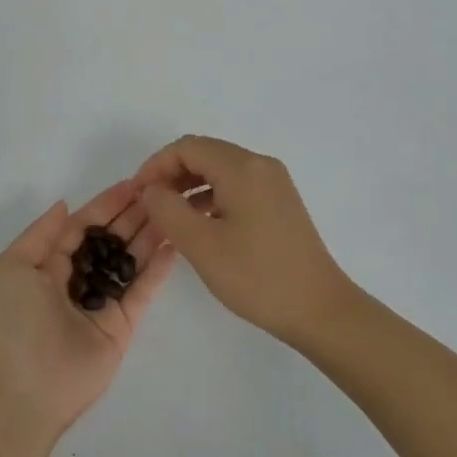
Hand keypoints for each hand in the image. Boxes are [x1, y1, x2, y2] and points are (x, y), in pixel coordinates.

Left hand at [0, 181, 177, 441]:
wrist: (23, 392)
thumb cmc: (13, 322)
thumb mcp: (12, 268)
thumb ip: (42, 233)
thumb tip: (65, 204)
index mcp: (48, 265)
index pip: (83, 226)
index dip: (106, 204)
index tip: (133, 183)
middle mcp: (76, 280)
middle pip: (110, 240)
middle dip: (132, 215)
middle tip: (162, 192)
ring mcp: (101, 303)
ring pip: (129, 261)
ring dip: (148, 235)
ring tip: (172, 210)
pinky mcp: (121, 326)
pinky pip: (141, 291)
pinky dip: (157, 269)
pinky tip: (173, 244)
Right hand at [134, 136, 353, 344]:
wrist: (319, 309)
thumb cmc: (257, 276)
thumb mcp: (201, 245)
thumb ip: (167, 210)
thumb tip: (151, 189)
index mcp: (242, 167)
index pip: (187, 147)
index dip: (156, 165)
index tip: (137, 194)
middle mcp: (260, 165)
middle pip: (205, 154)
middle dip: (171, 174)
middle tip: (149, 205)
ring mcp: (273, 183)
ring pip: (220, 170)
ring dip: (190, 186)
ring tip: (168, 217)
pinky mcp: (279, 202)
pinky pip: (237, 186)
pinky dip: (211, 197)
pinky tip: (199, 225)